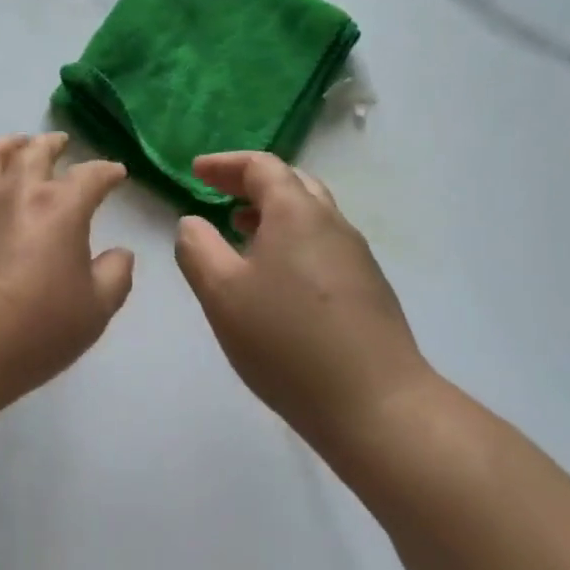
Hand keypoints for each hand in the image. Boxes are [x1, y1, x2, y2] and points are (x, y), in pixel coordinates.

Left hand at [0, 132, 134, 408]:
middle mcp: (16, 192)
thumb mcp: (93, 311)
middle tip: (61, 143)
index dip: (106, 171)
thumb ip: (115, 276)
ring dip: (9, 144)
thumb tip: (121, 253)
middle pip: (34, 151)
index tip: (116, 173)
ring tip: (17, 145)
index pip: (89, 176)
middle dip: (52, 143)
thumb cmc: (33, 328)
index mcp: (59, 207)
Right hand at [173, 151, 433, 455]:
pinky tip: (276, 278)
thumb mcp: (221, 293)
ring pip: (310, 216)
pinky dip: (292, 241)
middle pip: (292, 183)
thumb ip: (197, 249)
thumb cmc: (287, 341)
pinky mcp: (369, 290)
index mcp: (297, 213)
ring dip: (272, 214)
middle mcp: (332, 224)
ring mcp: (357, 257)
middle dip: (250, 184)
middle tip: (218, 195)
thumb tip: (192, 223)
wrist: (377, 405)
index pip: (261, 166)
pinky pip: (322, 245)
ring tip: (241, 233)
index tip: (196, 172)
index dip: (225, 164)